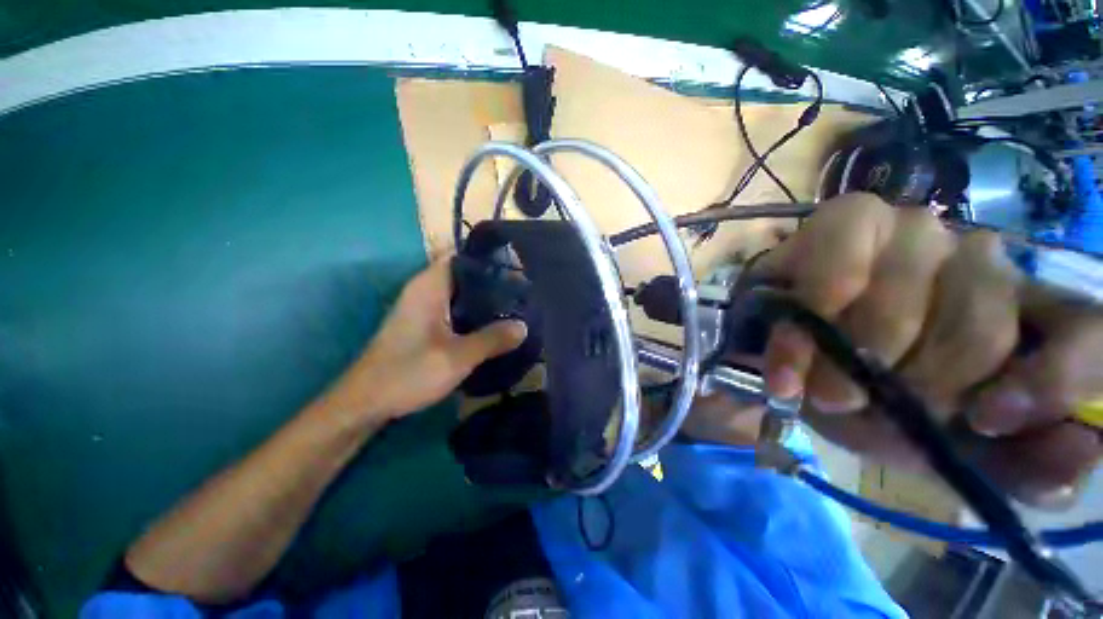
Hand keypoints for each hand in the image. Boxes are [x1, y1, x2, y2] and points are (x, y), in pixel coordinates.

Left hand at [324, 259, 526, 423]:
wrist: (365, 403)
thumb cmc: (408, 373)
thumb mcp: (457, 357)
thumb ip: (492, 339)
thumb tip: (523, 327)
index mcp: (429, 287)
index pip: (461, 256)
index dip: (488, 259)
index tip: (516, 269)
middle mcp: (425, 291)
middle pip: (464, 275)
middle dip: (492, 281)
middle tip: (522, 292)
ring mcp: (423, 308)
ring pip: (461, 293)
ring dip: (484, 299)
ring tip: (514, 306)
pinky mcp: (424, 325)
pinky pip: (455, 309)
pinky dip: (474, 313)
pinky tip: (492, 325)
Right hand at [753, 193, 1102, 504]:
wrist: (788, 357)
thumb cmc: (868, 398)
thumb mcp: (936, 445)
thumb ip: (1012, 463)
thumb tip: (1084, 450)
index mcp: (1020, 317)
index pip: (1087, 333)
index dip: (1056, 377)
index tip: (988, 419)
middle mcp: (980, 261)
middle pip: (982, 319)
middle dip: (915, 380)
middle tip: (860, 408)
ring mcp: (913, 230)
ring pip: (906, 298)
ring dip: (854, 355)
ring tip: (820, 389)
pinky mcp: (848, 219)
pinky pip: (840, 272)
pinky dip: (817, 314)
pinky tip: (793, 344)